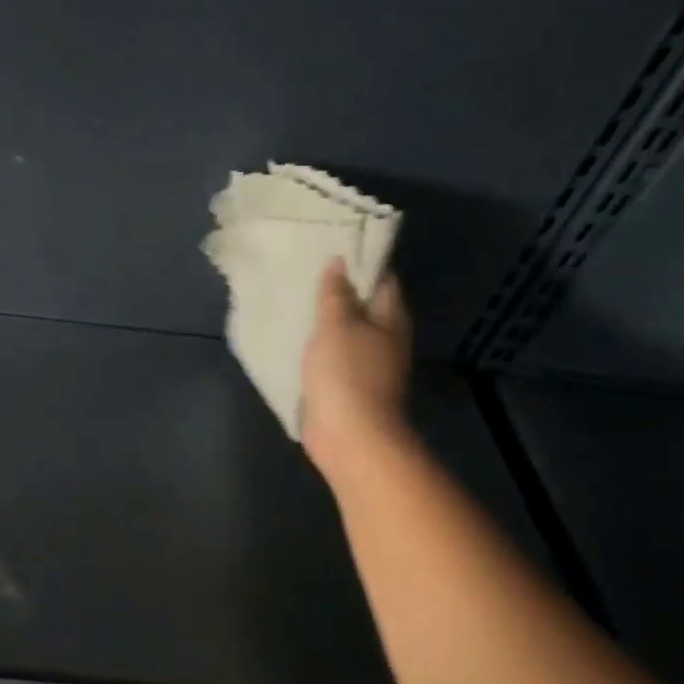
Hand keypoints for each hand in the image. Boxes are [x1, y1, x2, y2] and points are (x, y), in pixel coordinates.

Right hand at [300, 259, 413, 481]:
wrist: (351, 436)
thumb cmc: (347, 374)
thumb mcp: (337, 326)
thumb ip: (335, 294)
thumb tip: (339, 263)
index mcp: (391, 318)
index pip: (381, 278)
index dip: (359, 260)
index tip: (329, 246)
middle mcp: (385, 338)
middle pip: (363, 304)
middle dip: (337, 289)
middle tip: (303, 270)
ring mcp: (368, 363)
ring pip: (345, 331)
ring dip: (324, 318)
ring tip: (293, 299)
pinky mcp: (348, 384)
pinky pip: (332, 355)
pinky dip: (316, 344)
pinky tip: (294, 336)